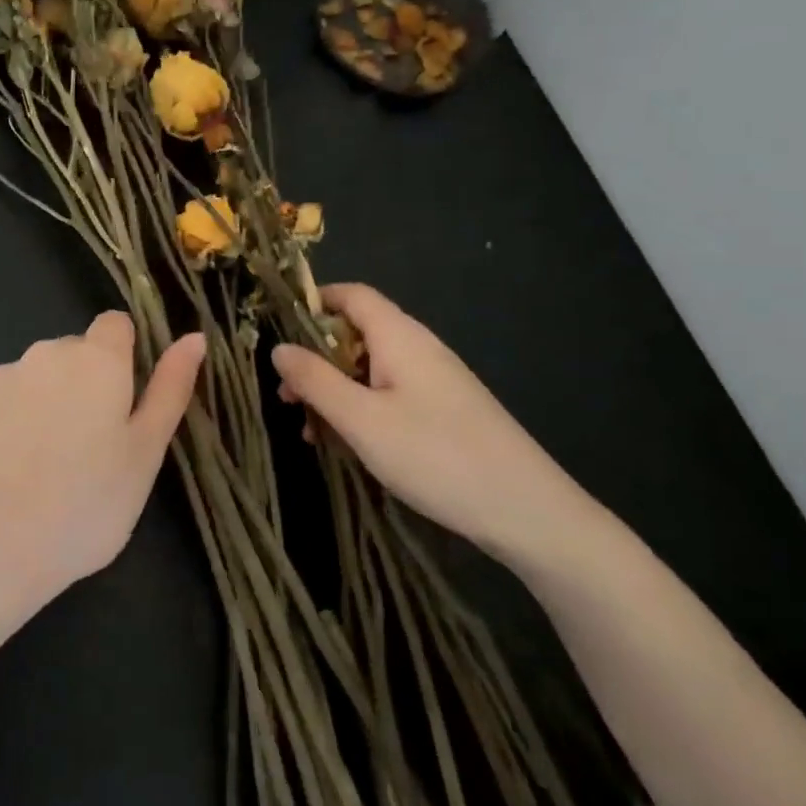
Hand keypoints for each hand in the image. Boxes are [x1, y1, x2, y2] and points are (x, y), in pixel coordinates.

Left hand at [0, 312, 206, 602]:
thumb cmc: (84, 505)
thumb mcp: (145, 454)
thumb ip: (170, 389)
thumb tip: (195, 337)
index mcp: (96, 360)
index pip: (116, 324)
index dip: (124, 354)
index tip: (123, 399)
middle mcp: (44, 354)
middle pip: (72, 354)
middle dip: (83, 384)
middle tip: (88, 448)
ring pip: (32, 379)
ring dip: (42, 404)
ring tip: (42, 467)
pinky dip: (3, 425)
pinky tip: (2, 473)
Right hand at [270, 283, 591, 563]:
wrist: (527, 510)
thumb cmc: (435, 455)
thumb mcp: (361, 419)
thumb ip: (315, 380)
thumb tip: (279, 348)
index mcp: (399, 336)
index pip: (352, 295)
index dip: (313, 302)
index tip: (279, 332)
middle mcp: (419, 347)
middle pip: (357, 333)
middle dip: (316, 358)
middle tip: (286, 396)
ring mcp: (435, 380)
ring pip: (371, 368)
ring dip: (335, 390)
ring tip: (309, 428)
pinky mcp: (445, 410)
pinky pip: (390, 393)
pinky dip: (361, 408)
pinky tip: (347, 444)